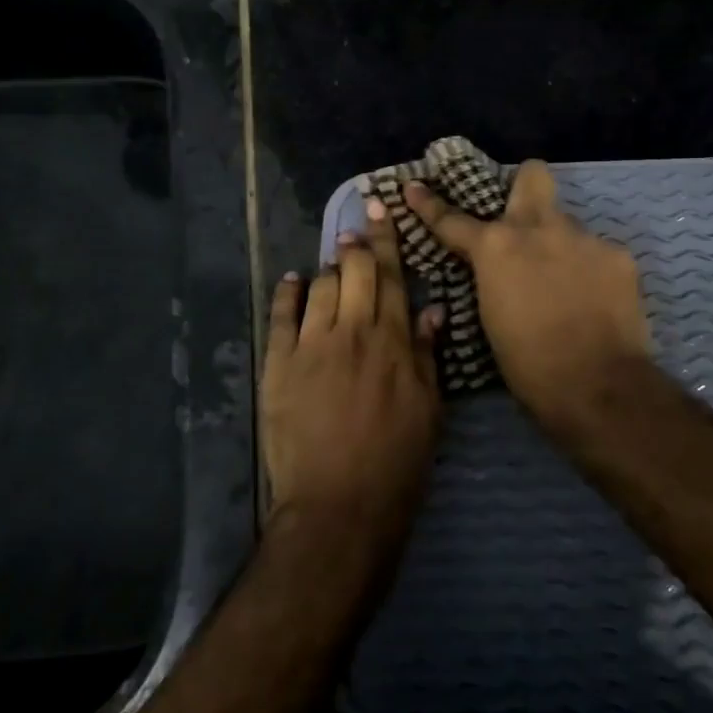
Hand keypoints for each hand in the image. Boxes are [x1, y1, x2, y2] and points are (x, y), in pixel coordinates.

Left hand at [260, 197, 443, 543]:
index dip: (387, 238)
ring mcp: (312, 345)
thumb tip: (432, 309)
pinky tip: (292, 281)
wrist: (340, 504)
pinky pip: (281, 315)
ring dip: (327, 267)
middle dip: (357, 241)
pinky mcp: (280, 364)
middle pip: (355, 270)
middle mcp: (353, 331)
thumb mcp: (430, 409)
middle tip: (357, 225)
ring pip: (320, 286)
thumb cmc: (397, 461)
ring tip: (332, 261)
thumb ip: (429, 354)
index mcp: (394, 340)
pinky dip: (287, 293)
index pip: (392, 276)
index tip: (381, 207)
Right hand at [404, 159, 649, 425]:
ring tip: (566, 287)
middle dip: (524, 185)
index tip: (414, 187)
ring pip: (567, 226)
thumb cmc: (529, 364)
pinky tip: (594, 301)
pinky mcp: (619, 255)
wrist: (598, 386)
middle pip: (532, 175)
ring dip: (560, 247)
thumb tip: (499, 269)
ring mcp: (584, 237)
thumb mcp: (491, 316)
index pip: (453, 218)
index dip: (429, 204)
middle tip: (523, 216)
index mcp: (496, 247)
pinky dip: (591, 272)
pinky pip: (597, 254)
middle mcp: (539, 227)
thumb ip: (493, 278)